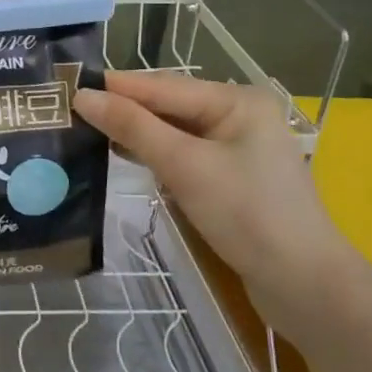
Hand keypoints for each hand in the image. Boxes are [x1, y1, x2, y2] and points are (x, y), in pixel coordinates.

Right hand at [74, 71, 353, 328]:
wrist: (304, 286)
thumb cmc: (247, 214)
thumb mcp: (184, 166)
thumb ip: (133, 127)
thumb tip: (82, 97)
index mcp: (237, 100)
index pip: (163, 86)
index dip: (116, 87)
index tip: (68, 85)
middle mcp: (238, 115)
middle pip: (168, 105)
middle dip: (124, 109)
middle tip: (71, 109)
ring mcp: (237, 148)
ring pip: (173, 131)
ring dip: (136, 132)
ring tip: (86, 130)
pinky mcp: (231, 178)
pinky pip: (183, 154)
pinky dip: (155, 155)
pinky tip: (125, 156)